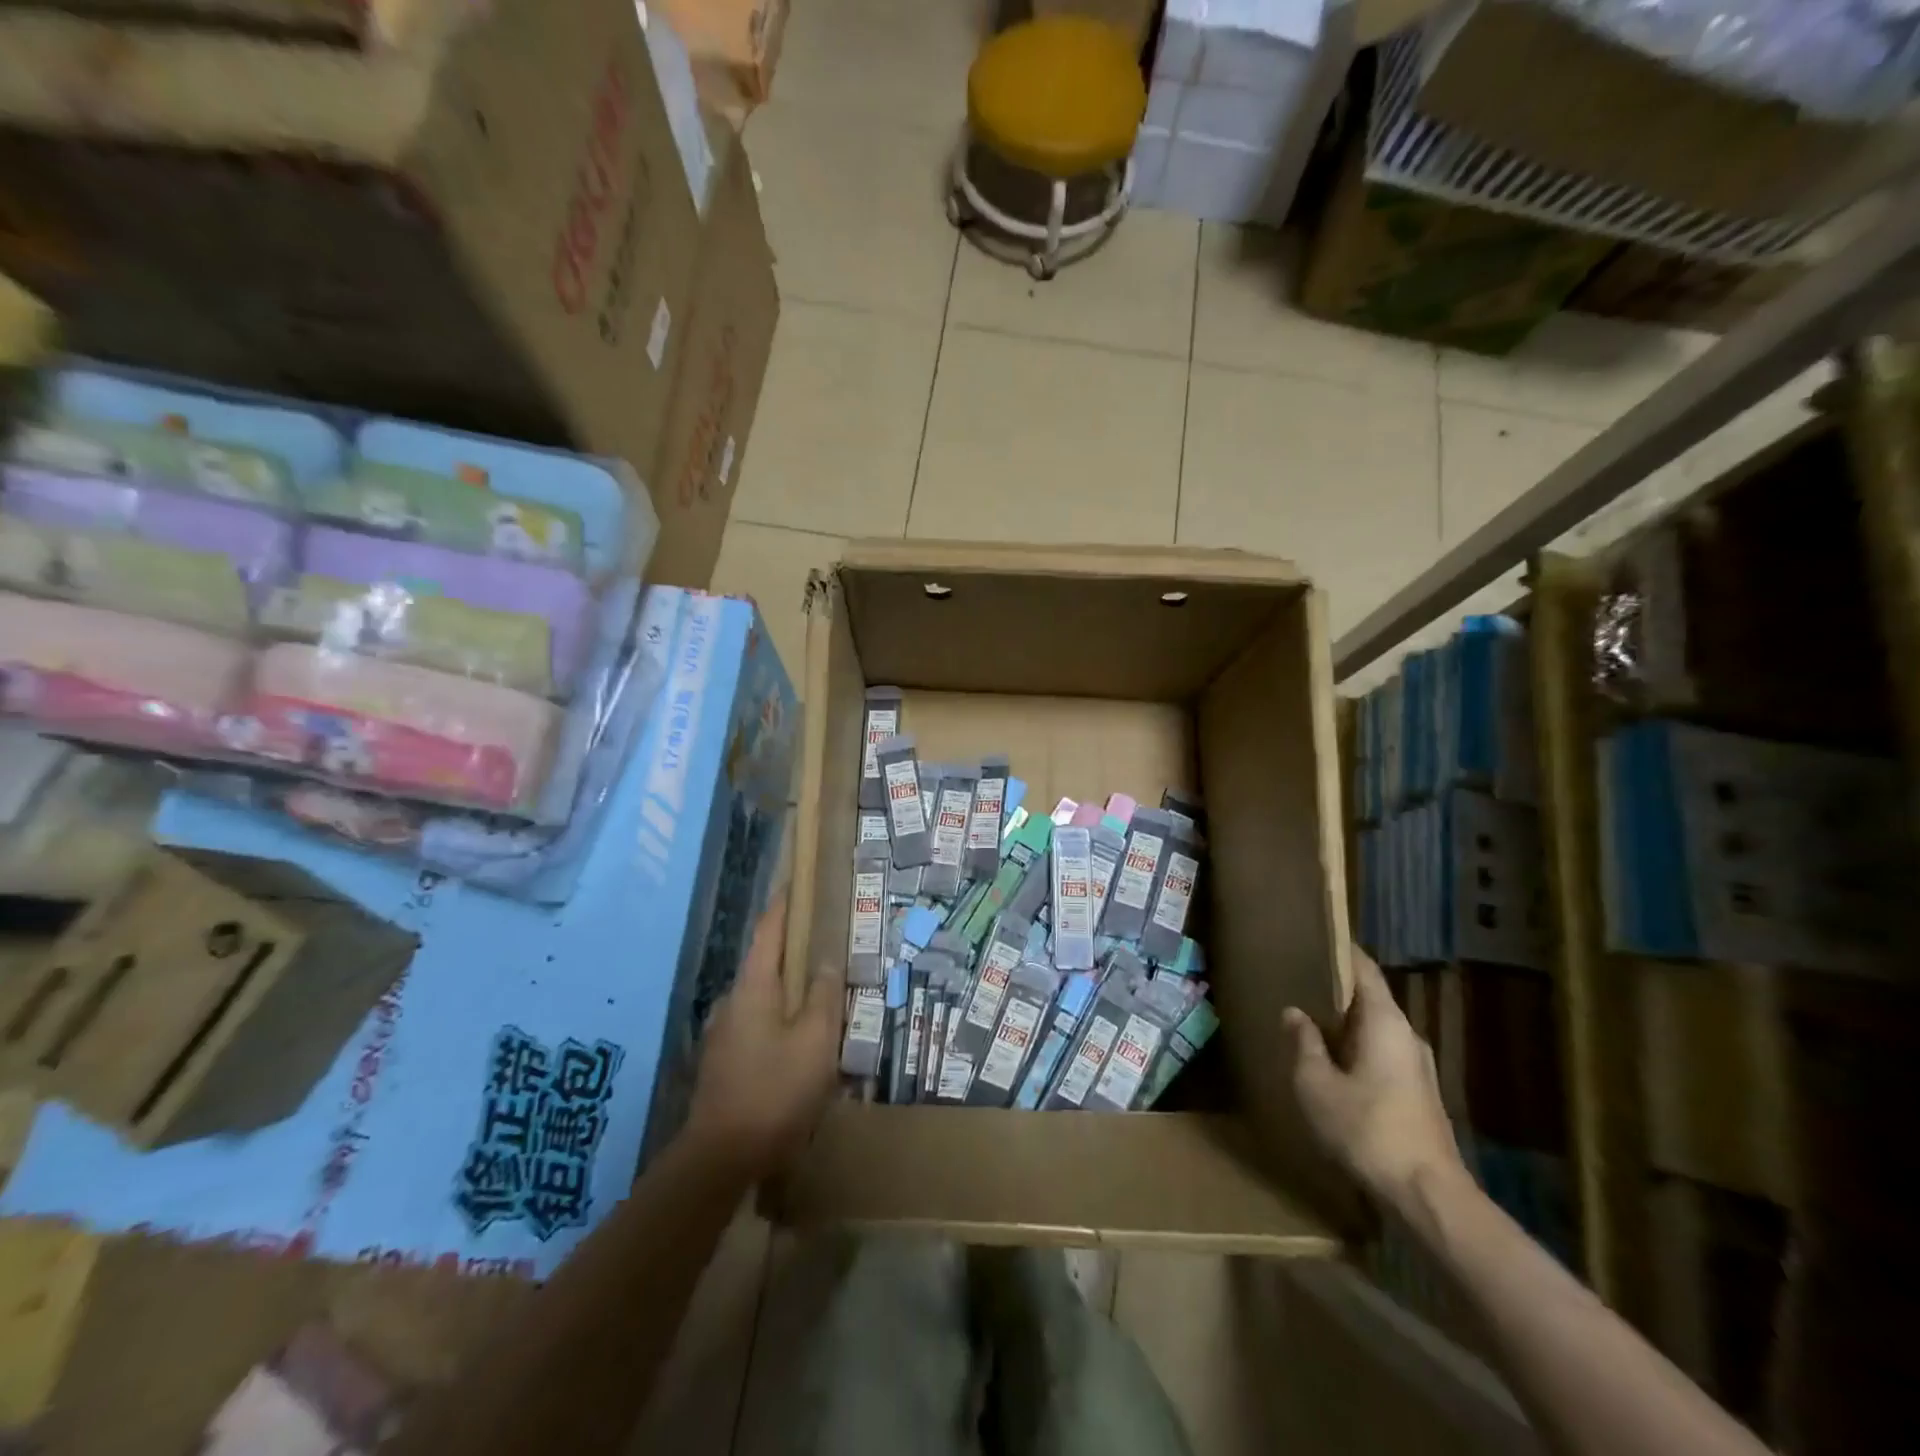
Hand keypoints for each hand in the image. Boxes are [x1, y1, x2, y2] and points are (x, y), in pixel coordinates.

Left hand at [686, 894, 842, 1175]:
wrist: (720, 1158)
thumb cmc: (775, 1091)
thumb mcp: (814, 1040)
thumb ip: (822, 996)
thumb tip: (826, 961)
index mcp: (753, 987)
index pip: (769, 930)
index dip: (784, 904)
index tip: (796, 882)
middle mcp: (732, 1002)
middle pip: (766, 964)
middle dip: (794, 953)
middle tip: (826, 950)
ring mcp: (723, 1033)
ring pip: (763, 999)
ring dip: (788, 993)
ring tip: (820, 1002)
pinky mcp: (723, 1062)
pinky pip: (757, 1026)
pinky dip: (779, 1021)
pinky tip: (798, 1045)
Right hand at [1283, 950, 1465, 1213]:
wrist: (1428, 1197)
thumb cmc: (1367, 1130)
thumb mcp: (1316, 1085)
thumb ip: (1304, 1043)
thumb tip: (1295, 1013)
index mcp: (1385, 1022)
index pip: (1364, 969)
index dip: (1341, 951)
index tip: (1315, 938)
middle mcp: (1407, 1036)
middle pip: (1371, 998)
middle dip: (1336, 989)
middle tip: (1299, 979)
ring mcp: (1417, 1067)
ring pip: (1376, 1029)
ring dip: (1345, 1023)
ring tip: (1308, 1020)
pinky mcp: (1419, 1095)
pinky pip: (1382, 1054)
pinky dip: (1356, 1048)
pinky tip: (1332, 1063)